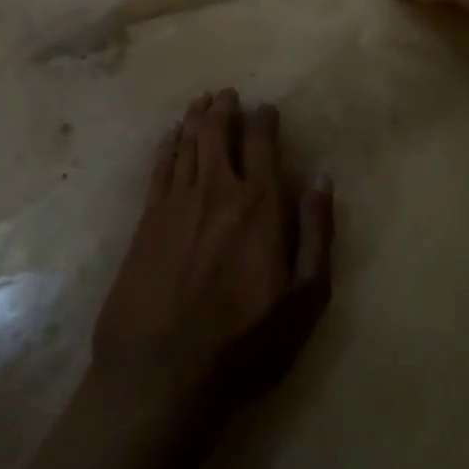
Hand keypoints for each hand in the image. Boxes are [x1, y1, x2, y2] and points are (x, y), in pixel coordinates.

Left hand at [91, 90, 334, 426]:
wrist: (161, 374)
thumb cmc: (244, 342)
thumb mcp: (304, 299)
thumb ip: (316, 233)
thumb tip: (322, 179)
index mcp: (260, 205)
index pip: (262, 143)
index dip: (265, 121)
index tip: (267, 109)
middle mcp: (217, 189)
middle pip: (218, 132)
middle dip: (226, 108)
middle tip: (229, 94)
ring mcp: (176, 201)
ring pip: (187, 142)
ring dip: (197, 117)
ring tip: (203, 100)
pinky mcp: (146, 219)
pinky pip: (160, 165)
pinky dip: (168, 143)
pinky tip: (172, 134)